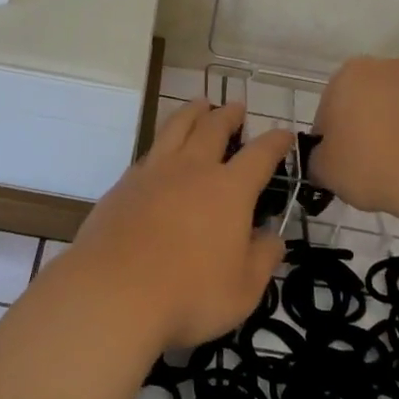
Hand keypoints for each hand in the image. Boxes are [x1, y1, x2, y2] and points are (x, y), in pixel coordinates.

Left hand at [71, 100, 291, 349]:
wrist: (114, 291)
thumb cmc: (189, 294)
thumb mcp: (243, 290)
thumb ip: (263, 259)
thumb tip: (273, 237)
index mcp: (229, 190)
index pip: (260, 155)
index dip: (275, 142)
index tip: (284, 133)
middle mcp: (193, 169)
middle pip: (213, 128)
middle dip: (229, 115)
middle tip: (236, 106)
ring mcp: (154, 172)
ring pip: (177, 128)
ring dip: (192, 112)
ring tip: (199, 104)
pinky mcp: (124, 184)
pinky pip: (149, 151)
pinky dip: (162, 142)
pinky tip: (161, 151)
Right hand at [309, 57, 398, 217]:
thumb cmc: (371, 165)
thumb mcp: (325, 170)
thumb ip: (317, 158)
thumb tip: (324, 158)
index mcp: (349, 75)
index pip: (330, 107)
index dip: (332, 137)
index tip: (340, 163)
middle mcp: (388, 67)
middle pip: (370, 99)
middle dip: (368, 125)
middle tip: (371, 164)